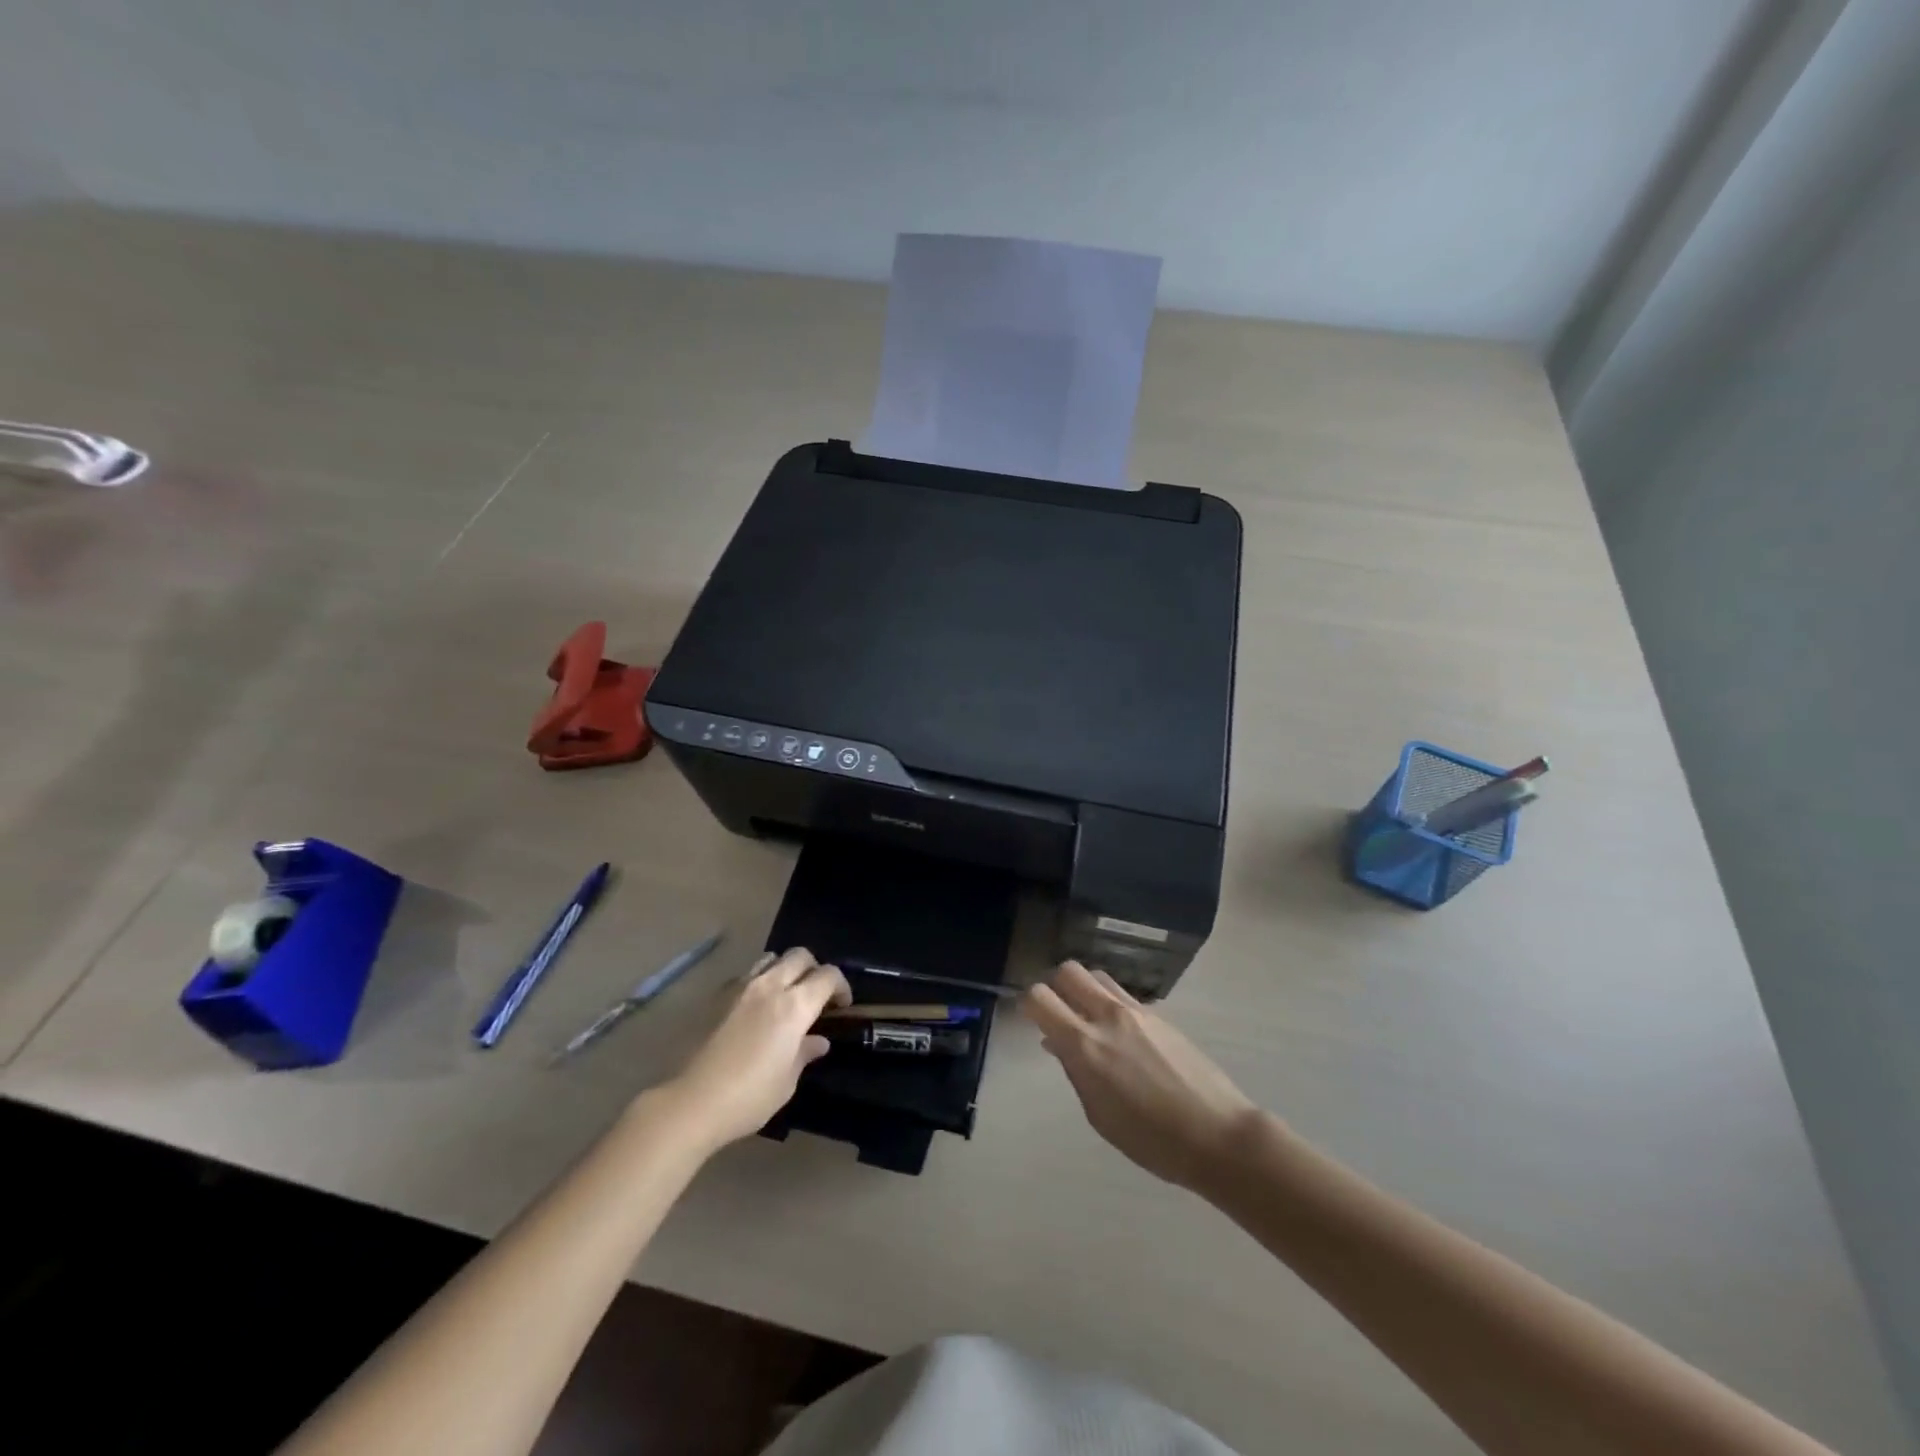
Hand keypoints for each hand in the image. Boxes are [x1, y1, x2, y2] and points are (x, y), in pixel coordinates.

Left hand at [661, 948, 850, 1150]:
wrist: (692, 1102)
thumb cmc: (749, 1097)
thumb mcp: (787, 1081)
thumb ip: (805, 1053)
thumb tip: (818, 1041)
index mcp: (795, 1006)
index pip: (828, 976)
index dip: (841, 986)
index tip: (842, 1006)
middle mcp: (770, 986)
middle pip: (800, 956)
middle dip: (815, 969)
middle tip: (816, 995)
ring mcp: (741, 987)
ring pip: (771, 958)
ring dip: (785, 969)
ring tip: (785, 994)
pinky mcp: (718, 996)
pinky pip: (746, 975)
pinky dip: (759, 981)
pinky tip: (755, 1007)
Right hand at [1025, 961, 1261, 1189]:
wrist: (1218, 1135)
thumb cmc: (1152, 1140)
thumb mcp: (1099, 1115)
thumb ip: (1075, 1071)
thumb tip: (1056, 1042)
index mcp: (1085, 1045)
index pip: (1040, 997)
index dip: (1029, 1004)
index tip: (1032, 1019)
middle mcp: (1108, 1017)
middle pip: (1069, 971)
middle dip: (1056, 986)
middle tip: (1058, 1013)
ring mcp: (1137, 1011)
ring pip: (1097, 976)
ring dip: (1085, 990)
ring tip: (1088, 1019)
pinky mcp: (1160, 1015)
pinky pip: (1122, 994)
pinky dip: (1110, 1003)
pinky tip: (1120, 1034)